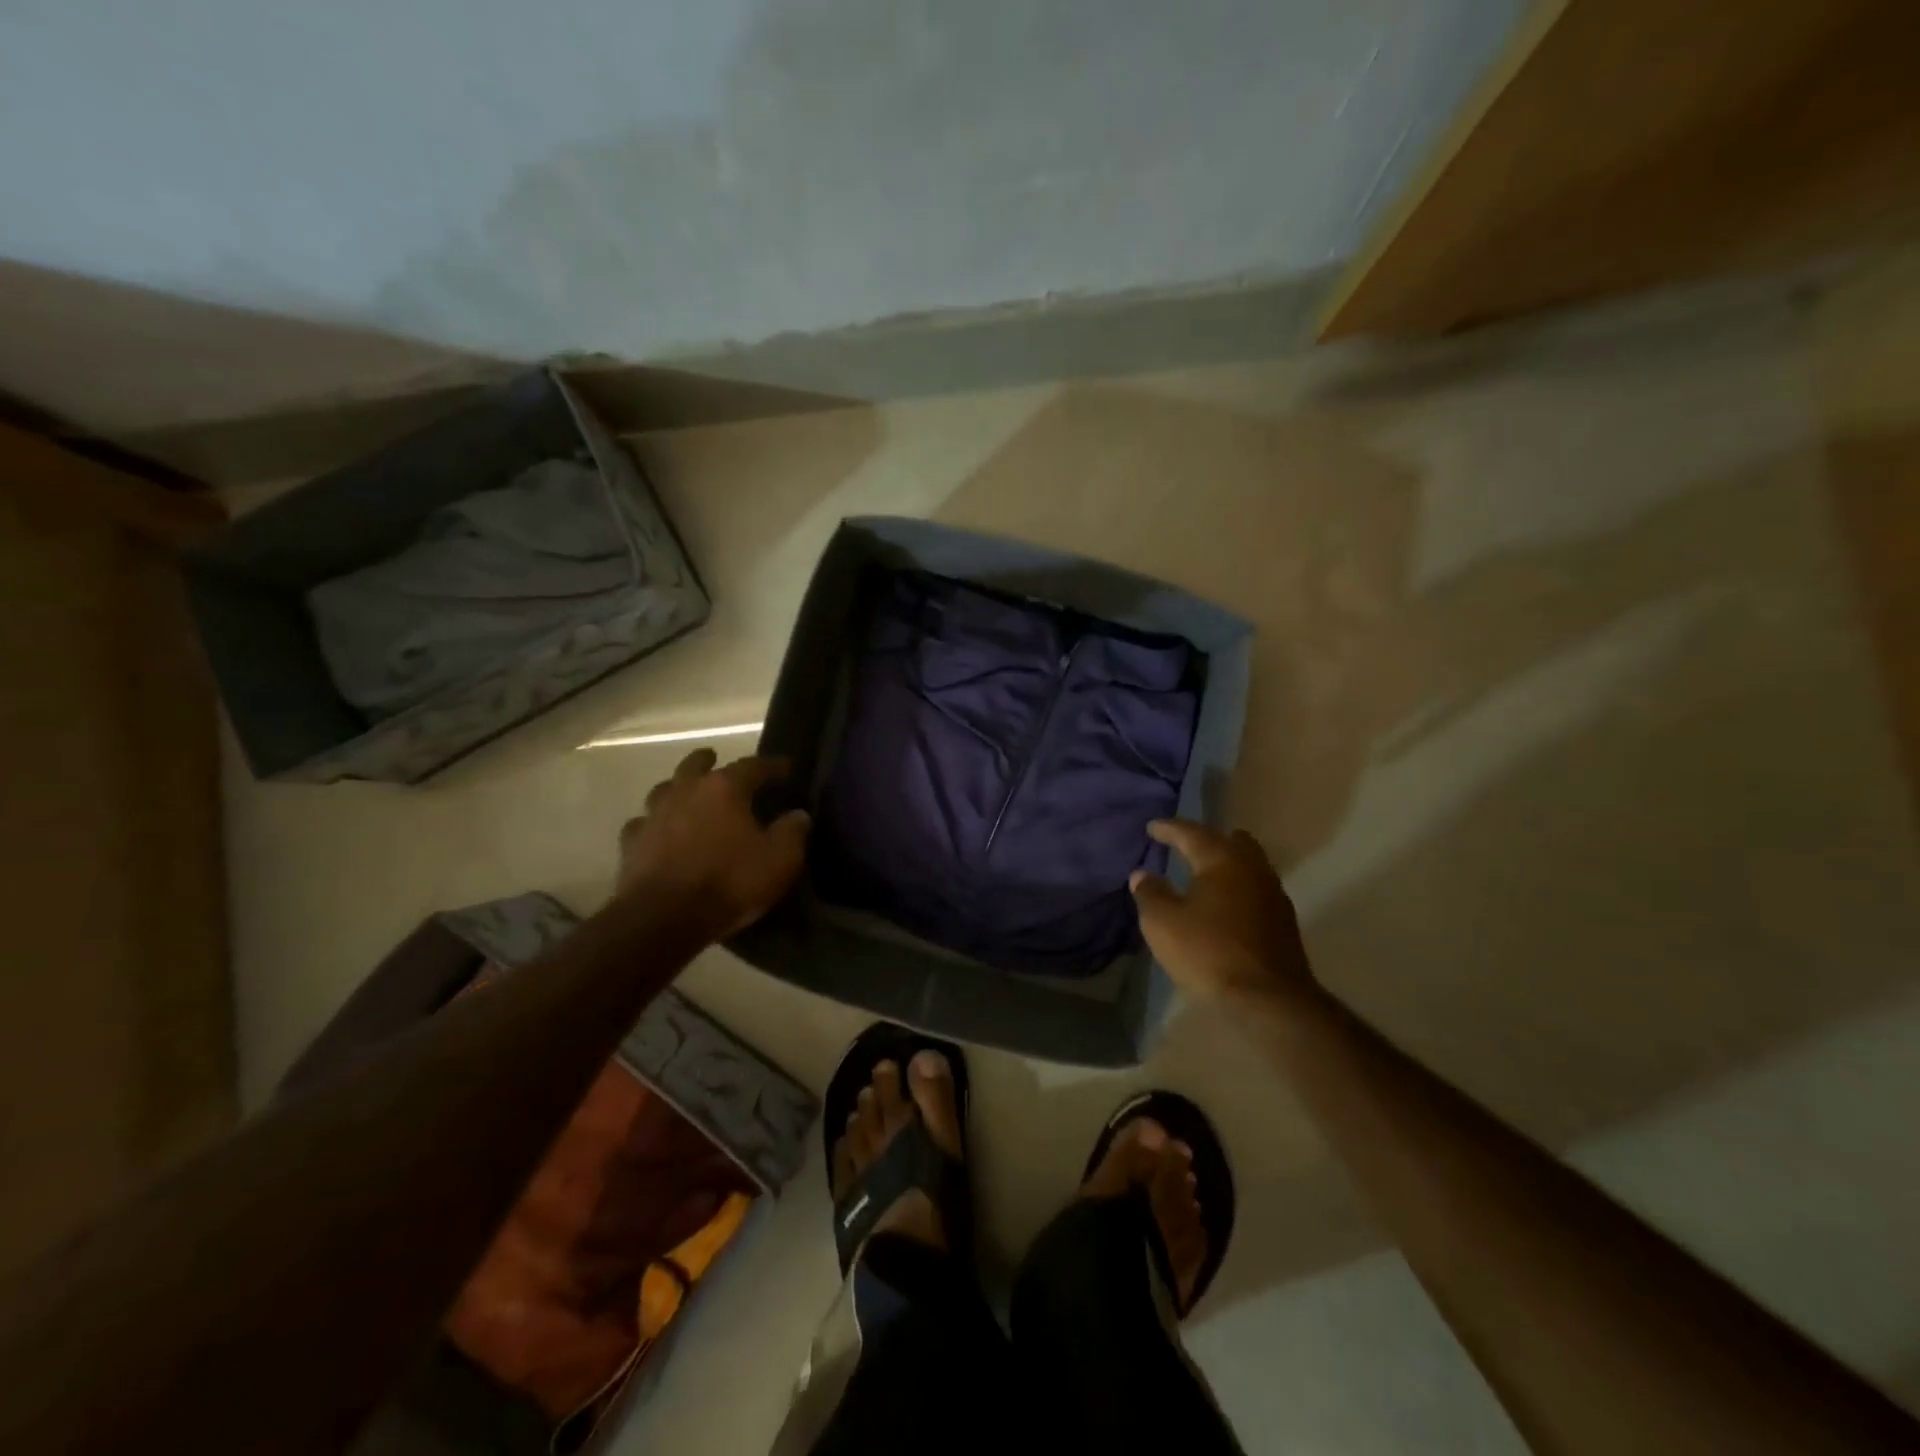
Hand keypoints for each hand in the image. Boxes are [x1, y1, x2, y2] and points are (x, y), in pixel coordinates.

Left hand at [617, 749, 809, 937]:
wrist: (663, 919)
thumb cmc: (729, 882)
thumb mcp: (779, 860)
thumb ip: (792, 832)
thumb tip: (798, 815)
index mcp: (724, 789)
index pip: (753, 765)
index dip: (772, 766)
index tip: (786, 767)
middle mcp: (685, 792)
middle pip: (695, 765)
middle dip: (707, 761)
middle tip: (715, 759)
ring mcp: (653, 816)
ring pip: (663, 790)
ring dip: (676, 788)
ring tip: (685, 794)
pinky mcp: (630, 845)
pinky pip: (641, 825)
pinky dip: (651, 824)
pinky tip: (657, 833)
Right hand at [1130, 819, 1314, 1005]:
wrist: (1269, 1000)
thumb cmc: (1209, 952)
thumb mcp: (1163, 923)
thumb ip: (1151, 893)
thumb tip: (1142, 875)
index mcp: (1222, 860)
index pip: (1192, 833)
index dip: (1169, 828)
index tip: (1152, 827)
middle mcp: (1252, 868)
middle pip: (1231, 841)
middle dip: (1206, 839)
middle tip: (1185, 844)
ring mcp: (1273, 894)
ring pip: (1248, 865)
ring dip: (1226, 864)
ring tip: (1204, 873)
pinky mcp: (1283, 922)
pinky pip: (1255, 889)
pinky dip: (1237, 887)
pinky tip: (1224, 903)